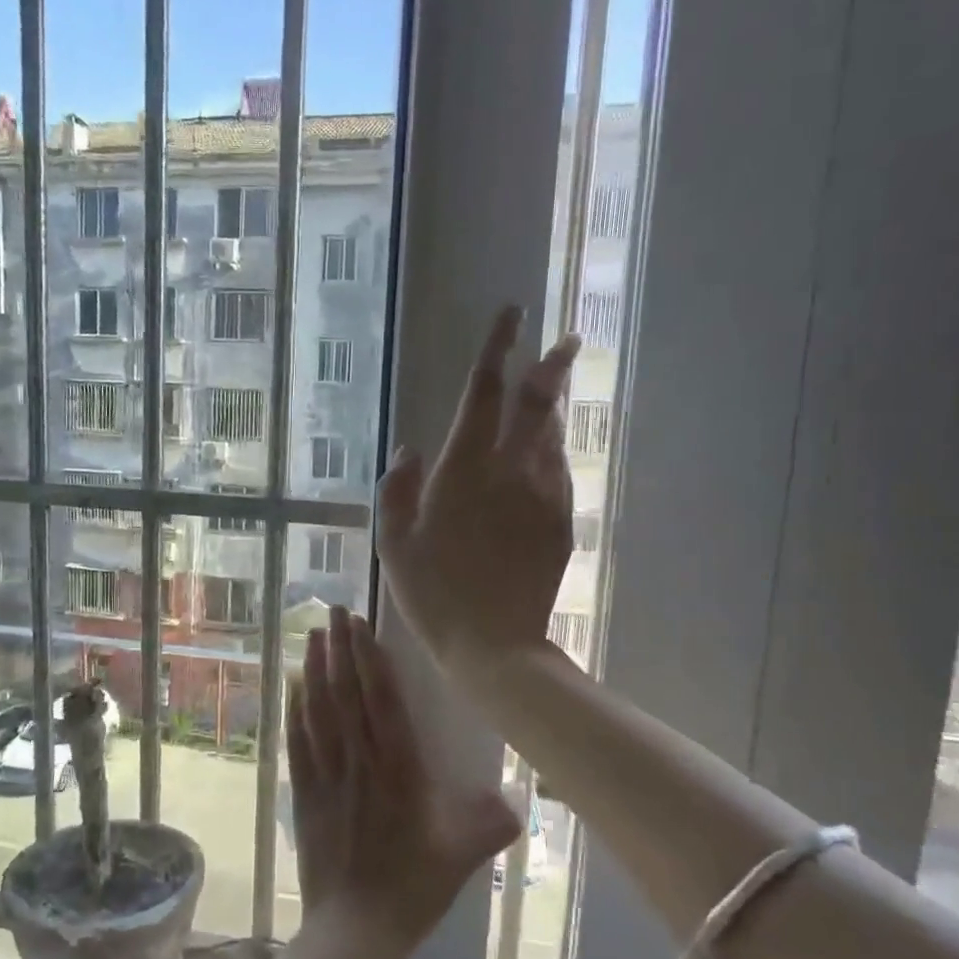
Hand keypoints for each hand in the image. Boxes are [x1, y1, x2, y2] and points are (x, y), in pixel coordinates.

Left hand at [287, 607, 519, 958]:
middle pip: (344, 693)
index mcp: (399, 768)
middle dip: (338, 649)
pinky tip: (293, 688)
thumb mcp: (465, 855)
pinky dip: (295, 710)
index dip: (368, 656)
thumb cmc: (414, 888)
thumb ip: (493, 822)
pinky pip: (297, 742)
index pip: (381, 698)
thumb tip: (517, 801)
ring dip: (314, 670)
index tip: (359, 624)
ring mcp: (327, 776)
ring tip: (313, 636)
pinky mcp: (304, 794)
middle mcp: (359, 761)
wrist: (356, 930)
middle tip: (333, 612)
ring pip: (318, 710)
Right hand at [376, 306, 581, 679]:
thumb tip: (412, 449)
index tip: (512, 314)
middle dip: (550, 365)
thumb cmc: (432, 594)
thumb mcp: (394, 543)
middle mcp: (510, 471)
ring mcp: (543, 495)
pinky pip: (560, 473)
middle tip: (565, 340)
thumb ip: (397, 489)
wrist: (494, 644)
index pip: (484, 392)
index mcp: (464, 470)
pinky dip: (555, 453)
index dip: (496, 348)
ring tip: (554, 391)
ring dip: (554, 408)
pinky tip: (550, 454)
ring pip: (554, 436)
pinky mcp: (561, 522)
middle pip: (536, 403)